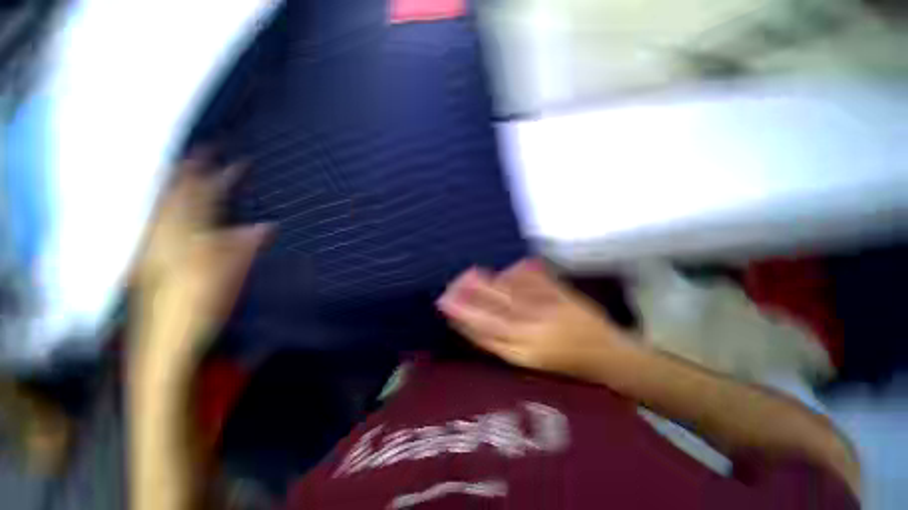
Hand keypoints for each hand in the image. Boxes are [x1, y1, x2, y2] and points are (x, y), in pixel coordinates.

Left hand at [132, 155, 269, 365]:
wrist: (162, 347)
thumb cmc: (196, 312)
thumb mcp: (225, 280)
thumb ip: (242, 248)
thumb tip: (266, 225)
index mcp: (185, 241)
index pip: (205, 201)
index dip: (221, 179)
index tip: (237, 161)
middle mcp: (164, 239)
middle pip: (177, 198)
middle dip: (190, 172)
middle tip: (201, 152)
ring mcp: (152, 251)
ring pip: (161, 208)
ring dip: (173, 185)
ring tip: (181, 168)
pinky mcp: (147, 263)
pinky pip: (154, 223)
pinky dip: (161, 207)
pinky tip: (163, 207)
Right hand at [437, 259, 633, 380]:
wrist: (609, 355)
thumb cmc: (567, 366)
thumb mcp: (531, 363)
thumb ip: (503, 344)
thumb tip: (475, 325)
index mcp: (525, 352)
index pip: (486, 332)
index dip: (464, 318)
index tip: (446, 306)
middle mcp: (533, 330)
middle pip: (494, 310)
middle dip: (469, 297)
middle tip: (451, 285)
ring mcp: (548, 309)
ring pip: (510, 294)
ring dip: (487, 282)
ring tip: (468, 273)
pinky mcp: (561, 295)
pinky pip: (535, 281)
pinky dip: (517, 273)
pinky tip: (504, 267)